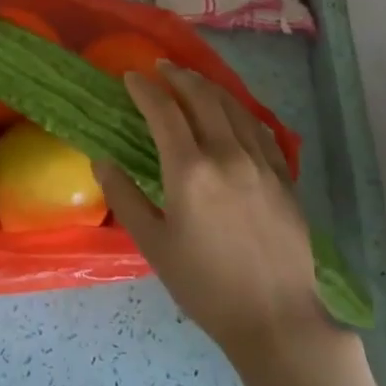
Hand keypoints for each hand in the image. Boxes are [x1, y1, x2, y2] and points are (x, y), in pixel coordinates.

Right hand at [95, 63, 334, 364]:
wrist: (275, 317)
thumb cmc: (205, 286)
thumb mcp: (154, 245)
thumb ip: (125, 197)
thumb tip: (102, 161)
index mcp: (190, 170)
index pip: (164, 112)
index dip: (145, 89)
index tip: (131, 76)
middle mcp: (228, 155)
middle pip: (202, 98)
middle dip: (178, 77)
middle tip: (161, 68)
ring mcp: (261, 163)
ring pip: (233, 107)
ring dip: (209, 87)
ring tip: (192, 80)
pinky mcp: (284, 176)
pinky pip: (259, 129)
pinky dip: (239, 111)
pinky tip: (232, 112)